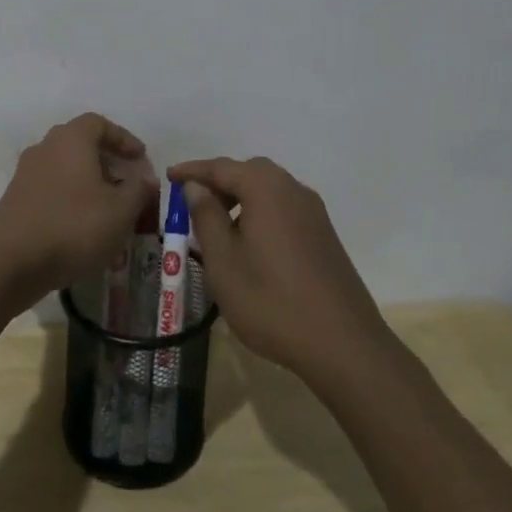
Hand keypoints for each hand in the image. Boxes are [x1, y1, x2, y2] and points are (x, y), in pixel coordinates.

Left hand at [0, 113, 157, 301]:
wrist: (11, 260)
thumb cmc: (74, 226)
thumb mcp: (121, 211)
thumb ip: (139, 191)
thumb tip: (147, 178)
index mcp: (71, 140)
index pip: (99, 123)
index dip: (122, 138)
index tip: (139, 158)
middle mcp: (43, 149)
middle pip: (76, 144)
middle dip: (101, 161)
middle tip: (121, 183)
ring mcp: (22, 175)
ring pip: (57, 169)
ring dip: (77, 183)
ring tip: (97, 209)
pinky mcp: (9, 202)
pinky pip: (38, 195)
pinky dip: (54, 203)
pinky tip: (62, 224)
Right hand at [169, 156, 389, 380]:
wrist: (343, 344)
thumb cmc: (271, 300)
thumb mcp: (224, 261)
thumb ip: (206, 217)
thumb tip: (196, 187)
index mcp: (266, 188)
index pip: (221, 167)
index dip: (192, 171)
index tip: (168, 176)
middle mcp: (293, 190)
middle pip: (249, 172)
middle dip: (219, 182)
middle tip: (193, 203)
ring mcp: (314, 212)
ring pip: (269, 190)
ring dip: (240, 199)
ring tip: (217, 227)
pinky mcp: (324, 235)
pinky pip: (284, 209)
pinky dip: (261, 213)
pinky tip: (250, 244)